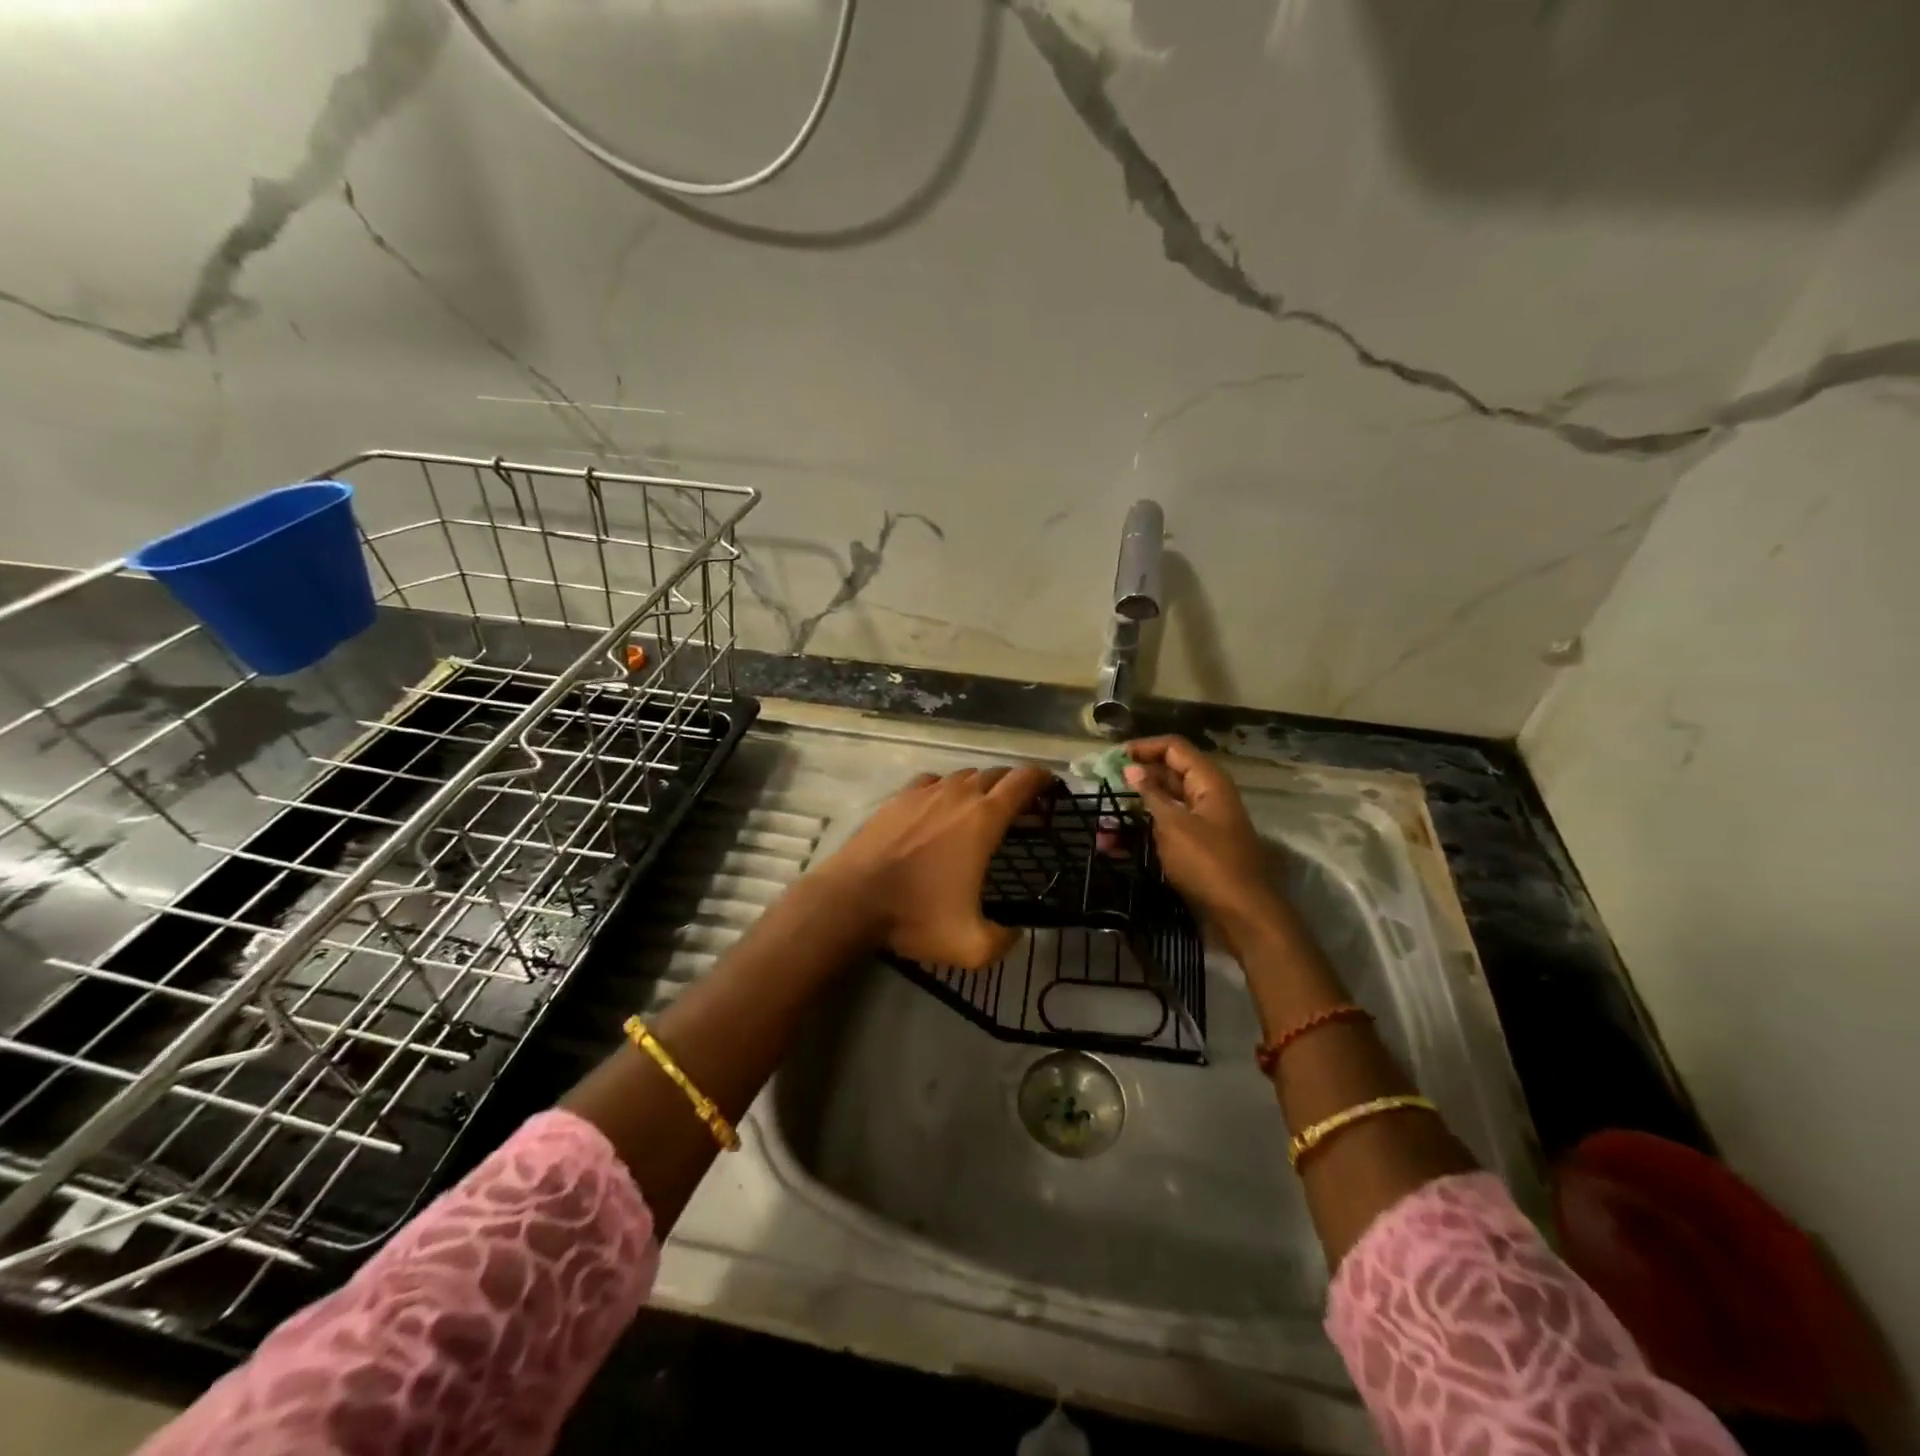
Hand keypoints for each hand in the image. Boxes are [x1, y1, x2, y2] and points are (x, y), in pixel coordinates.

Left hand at [809, 764, 1052, 969]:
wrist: (852, 899)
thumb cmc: (916, 916)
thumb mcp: (972, 946)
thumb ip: (1005, 940)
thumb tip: (1015, 933)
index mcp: (984, 819)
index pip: (1023, 782)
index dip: (1042, 779)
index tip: (1051, 787)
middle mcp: (958, 795)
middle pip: (995, 775)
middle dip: (1013, 786)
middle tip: (1020, 808)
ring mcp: (924, 792)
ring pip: (963, 776)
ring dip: (979, 787)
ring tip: (981, 809)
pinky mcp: (897, 798)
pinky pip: (932, 782)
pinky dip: (945, 789)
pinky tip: (939, 808)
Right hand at [1123, 736, 1282, 935]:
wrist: (1243, 914)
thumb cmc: (1208, 863)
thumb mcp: (1174, 825)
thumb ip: (1152, 794)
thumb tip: (1131, 768)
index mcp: (1208, 782)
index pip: (1173, 748)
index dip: (1143, 748)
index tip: (1111, 759)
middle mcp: (1207, 796)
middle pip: (1169, 773)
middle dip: (1136, 778)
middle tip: (1102, 786)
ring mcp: (1204, 822)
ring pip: (1165, 804)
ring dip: (1135, 808)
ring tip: (1104, 821)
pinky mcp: (1197, 847)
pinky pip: (1167, 829)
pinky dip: (1144, 831)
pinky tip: (1117, 844)